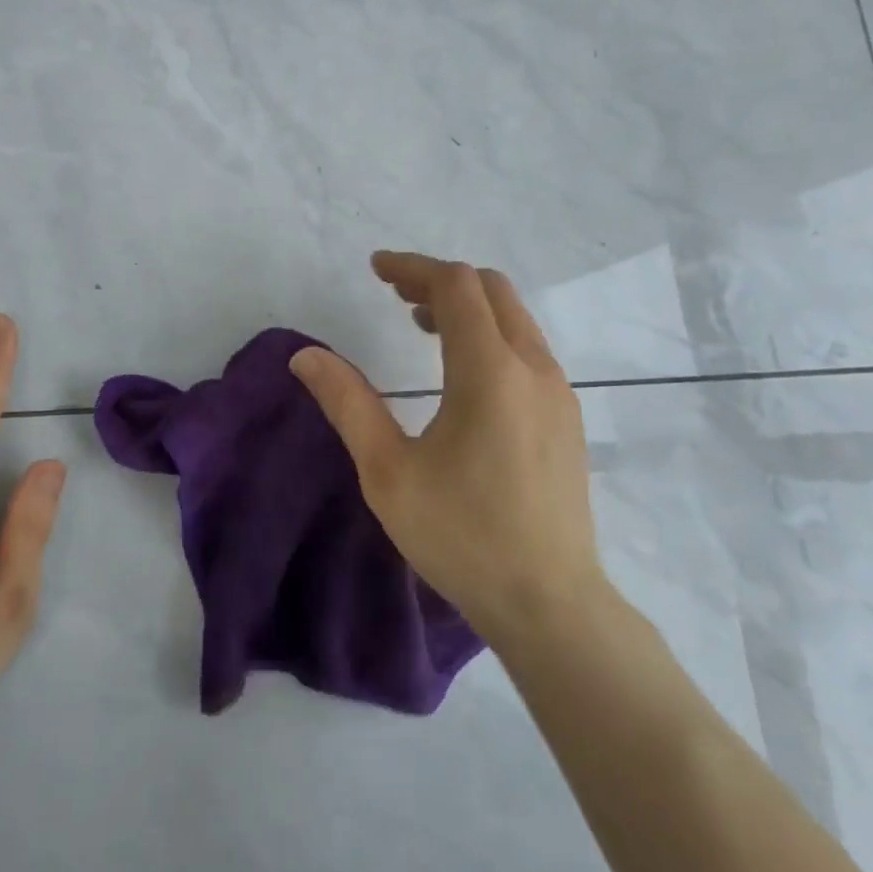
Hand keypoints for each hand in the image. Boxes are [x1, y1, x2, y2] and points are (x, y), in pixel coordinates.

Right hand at [290, 252, 602, 647]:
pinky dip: (490, 335)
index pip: (455, 286)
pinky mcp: (566, 418)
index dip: (412, 268)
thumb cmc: (461, 536)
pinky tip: (461, 372)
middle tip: (393, 294)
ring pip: (514, 319)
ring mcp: (558, 393)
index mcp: (490, 372)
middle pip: (491, 290)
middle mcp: (533, 368)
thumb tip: (305, 356)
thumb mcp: (387, 471)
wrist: (550, 603)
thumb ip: (347, 403)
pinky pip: (527, 349)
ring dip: (467, 307)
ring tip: (419, 324)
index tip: (376, 269)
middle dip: (439, 280)